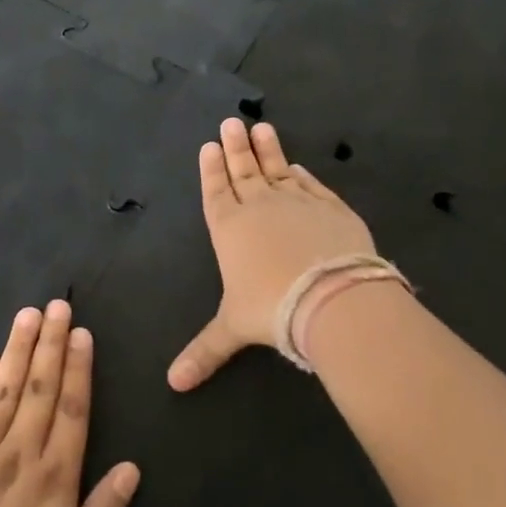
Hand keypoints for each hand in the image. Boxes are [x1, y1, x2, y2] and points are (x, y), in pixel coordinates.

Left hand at [0, 300, 140, 506]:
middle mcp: (17, 456)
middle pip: (40, 389)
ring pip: (3, 391)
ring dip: (18, 350)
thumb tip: (132, 467)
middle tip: (58, 305)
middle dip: (51, 344)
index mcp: (54, 480)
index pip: (72, 409)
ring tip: (28, 315)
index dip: (79, 368)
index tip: (82, 333)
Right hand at [168, 118, 377, 390]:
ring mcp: (299, 203)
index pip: (217, 191)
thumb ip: (204, 351)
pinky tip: (299, 167)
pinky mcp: (332, 208)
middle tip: (230, 122)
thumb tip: (173, 384)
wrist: (331, 297)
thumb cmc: (271, 309)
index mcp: (230, 228)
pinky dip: (304, 175)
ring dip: (268, 150)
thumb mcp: (233, 330)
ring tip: (261, 127)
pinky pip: (313, 186)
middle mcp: (261, 207)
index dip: (212, 170)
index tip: (209, 146)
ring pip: (278, 169)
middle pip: (244, 171)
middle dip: (235, 148)